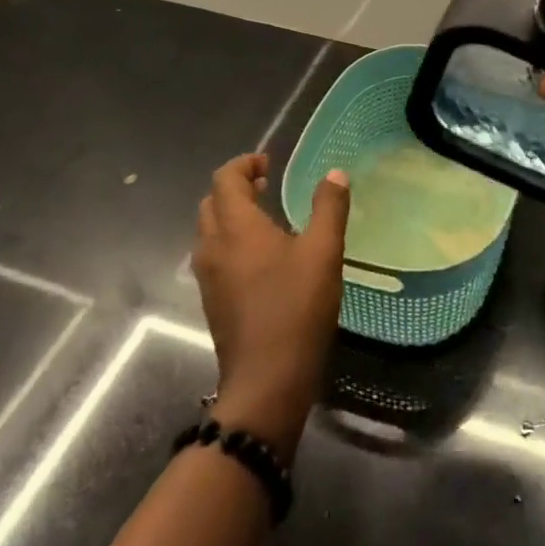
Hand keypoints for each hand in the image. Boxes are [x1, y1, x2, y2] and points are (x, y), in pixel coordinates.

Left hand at [194, 154, 349, 462]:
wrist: (266, 382)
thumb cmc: (296, 308)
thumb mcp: (323, 252)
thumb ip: (329, 208)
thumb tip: (335, 174)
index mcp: (236, 228)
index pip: (225, 179)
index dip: (244, 164)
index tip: (268, 163)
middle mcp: (213, 247)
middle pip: (212, 203)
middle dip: (235, 187)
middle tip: (267, 184)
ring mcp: (209, 277)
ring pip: (210, 230)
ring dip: (231, 214)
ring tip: (266, 217)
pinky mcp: (213, 301)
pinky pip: (214, 255)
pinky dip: (231, 241)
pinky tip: (262, 257)